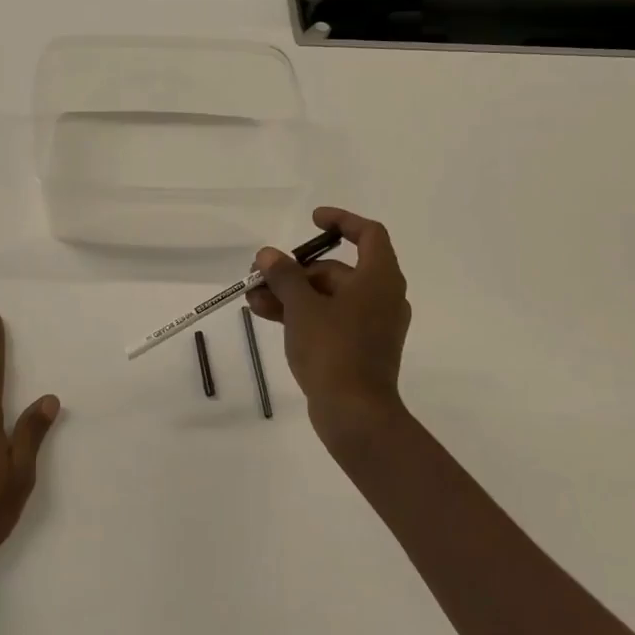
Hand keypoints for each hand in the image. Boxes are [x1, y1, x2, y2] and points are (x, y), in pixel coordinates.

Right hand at [247, 206, 411, 450]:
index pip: (369, 234)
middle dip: (296, 270)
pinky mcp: (359, 348)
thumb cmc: (334, 350)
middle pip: (337, 270)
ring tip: (252, 298)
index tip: (312, 219)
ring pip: (328, 297)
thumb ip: (285, 276)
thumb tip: (269, 255)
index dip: (341, 221)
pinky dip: (301, 314)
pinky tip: (265, 314)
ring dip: (291, 294)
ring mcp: (371, 325)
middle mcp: (381, 297)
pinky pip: (329, 319)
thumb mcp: (302, 307)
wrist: (355, 414)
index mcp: (379, 279)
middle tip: (261, 274)